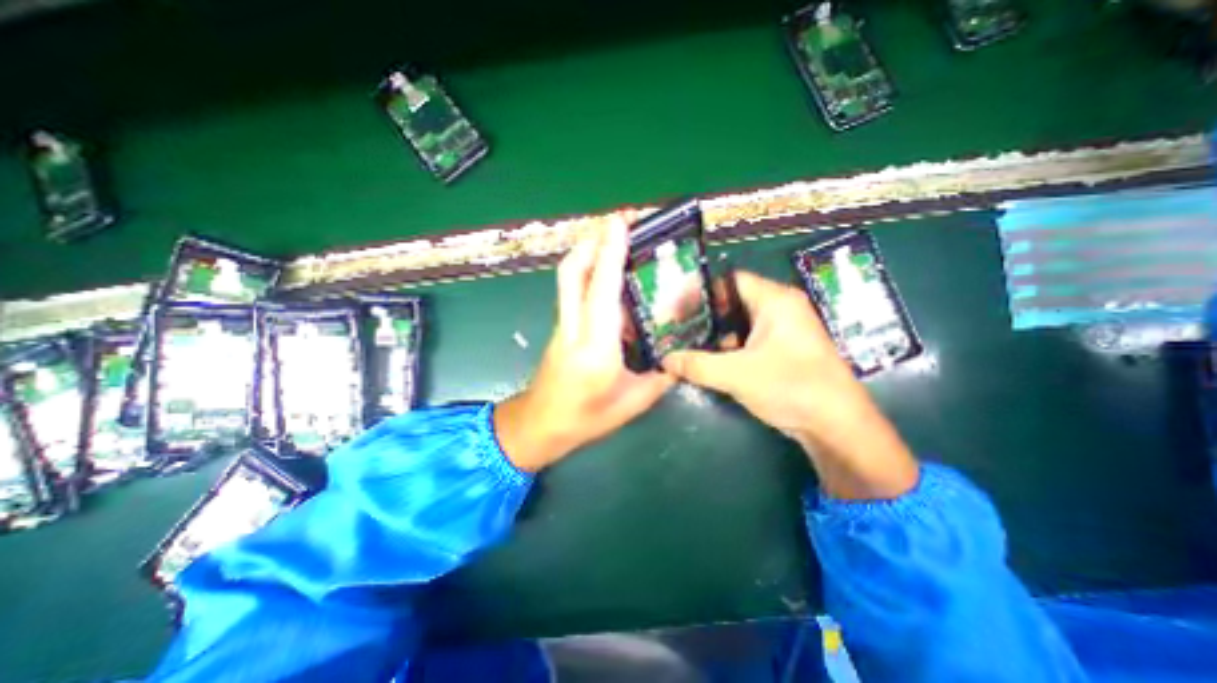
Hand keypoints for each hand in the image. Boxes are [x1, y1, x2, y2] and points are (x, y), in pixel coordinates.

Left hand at [495, 216, 674, 469]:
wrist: (541, 425)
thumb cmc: (586, 419)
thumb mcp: (634, 402)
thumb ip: (662, 375)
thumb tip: (681, 352)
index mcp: (596, 349)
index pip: (602, 291)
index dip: (611, 253)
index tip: (621, 222)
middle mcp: (574, 329)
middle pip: (572, 272)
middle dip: (593, 239)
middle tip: (621, 220)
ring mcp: (563, 325)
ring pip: (568, 277)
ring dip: (588, 249)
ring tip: (615, 234)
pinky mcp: (561, 326)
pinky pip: (572, 289)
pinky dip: (587, 269)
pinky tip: (608, 269)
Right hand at [661, 268, 918, 498]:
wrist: (837, 425)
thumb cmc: (791, 387)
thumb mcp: (736, 375)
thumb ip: (696, 365)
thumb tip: (665, 360)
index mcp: (775, 301)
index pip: (730, 281)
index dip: (701, 292)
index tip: (677, 309)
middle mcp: (781, 308)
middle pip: (733, 301)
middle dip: (704, 316)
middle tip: (678, 328)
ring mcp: (784, 330)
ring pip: (740, 323)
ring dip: (715, 334)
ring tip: (687, 345)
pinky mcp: (784, 350)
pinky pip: (749, 339)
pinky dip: (729, 347)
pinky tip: (709, 361)